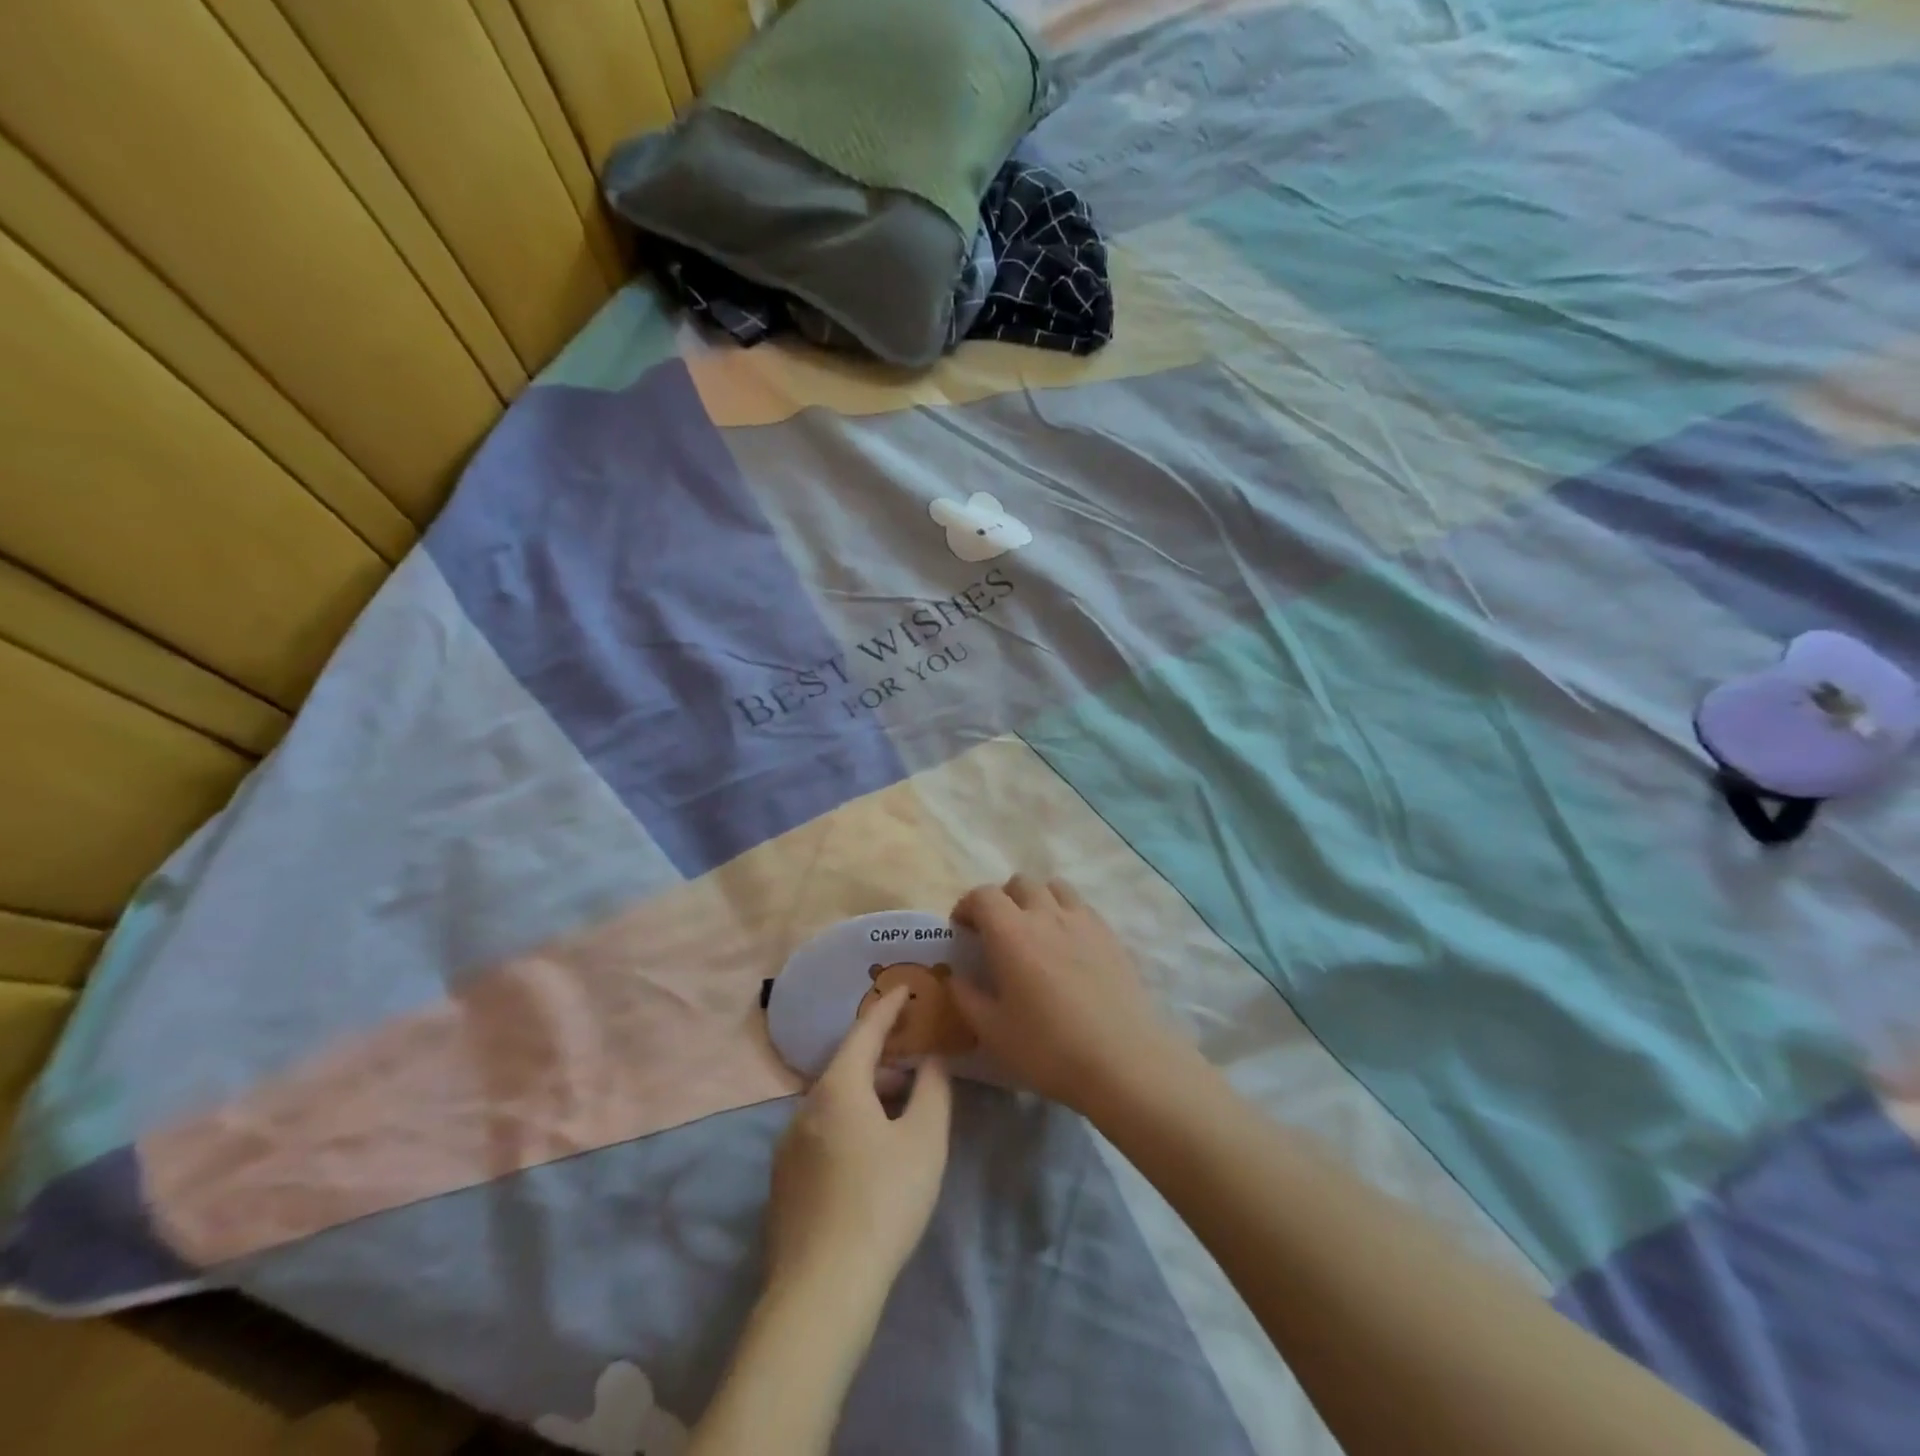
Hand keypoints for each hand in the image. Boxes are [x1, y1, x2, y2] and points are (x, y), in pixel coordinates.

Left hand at [765, 987, 952, 1301]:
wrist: (821, 1291)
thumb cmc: (883, 1202)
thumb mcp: (925, 1141)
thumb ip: (933, 1090)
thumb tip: (931, 1060)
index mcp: (838, 1087)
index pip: (865, 1031)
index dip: (888, 1007)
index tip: (906, 988)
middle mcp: (805, 1106)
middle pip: (847, 1066)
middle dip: (882, 1058)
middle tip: (915, 1061)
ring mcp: (788, 1145)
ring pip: (833, 1101)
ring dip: (866, 1093)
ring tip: (899, 1110)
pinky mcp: (783, 1180)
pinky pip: (821, 1130)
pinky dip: (849, 1121)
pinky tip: (869, 1153)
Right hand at [950, 875, 1189, 1115]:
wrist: (1123, 1060)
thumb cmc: (1048, 1048)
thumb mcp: (993, 1031)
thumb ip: (966, 998)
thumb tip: (956, 976)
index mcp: (1010, 932)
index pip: (982, 895)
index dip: (967, 906)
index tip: (962, 930)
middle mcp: (1045, 914)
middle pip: (1019, 883)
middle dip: (1002, 900)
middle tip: (997, 932)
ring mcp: (1082, 920)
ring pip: (1054, 887)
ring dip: (1037, 899)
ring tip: (1035, 930)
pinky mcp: (1110, 934)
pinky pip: (1081, 906)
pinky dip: (1066, 913)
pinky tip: (1067, 945)